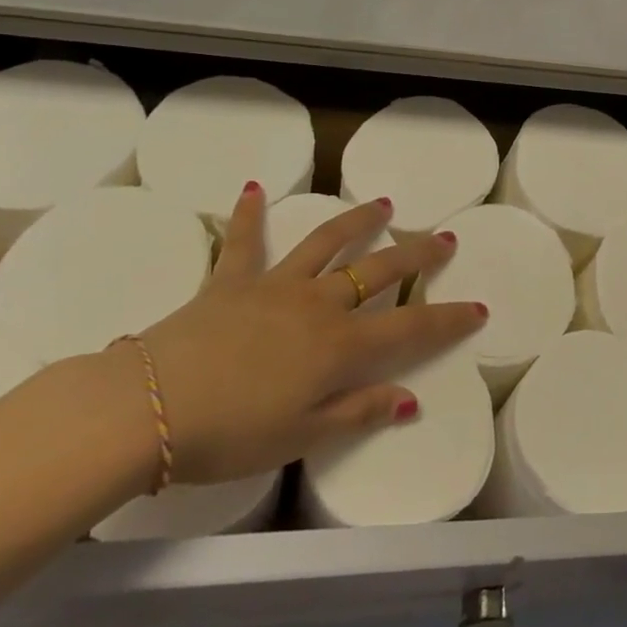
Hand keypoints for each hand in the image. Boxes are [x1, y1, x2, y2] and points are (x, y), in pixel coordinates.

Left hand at [113, 185, 486, 485]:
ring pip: (327, 243)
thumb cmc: (229, 434)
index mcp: (339, 346)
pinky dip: (249, 215)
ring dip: (358, 222)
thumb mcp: (301, 437)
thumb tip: (410, 401)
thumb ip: (357, 412)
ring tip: (383, 204)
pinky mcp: (232, 280)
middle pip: (379, 271)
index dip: (449, 319)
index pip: (411, 329)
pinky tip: (252, 189)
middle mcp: (318, 304)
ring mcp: (276, 286)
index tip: (479, 307)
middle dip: (417, 254)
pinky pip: (244, 242)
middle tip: (444, 238)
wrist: (147, 408)